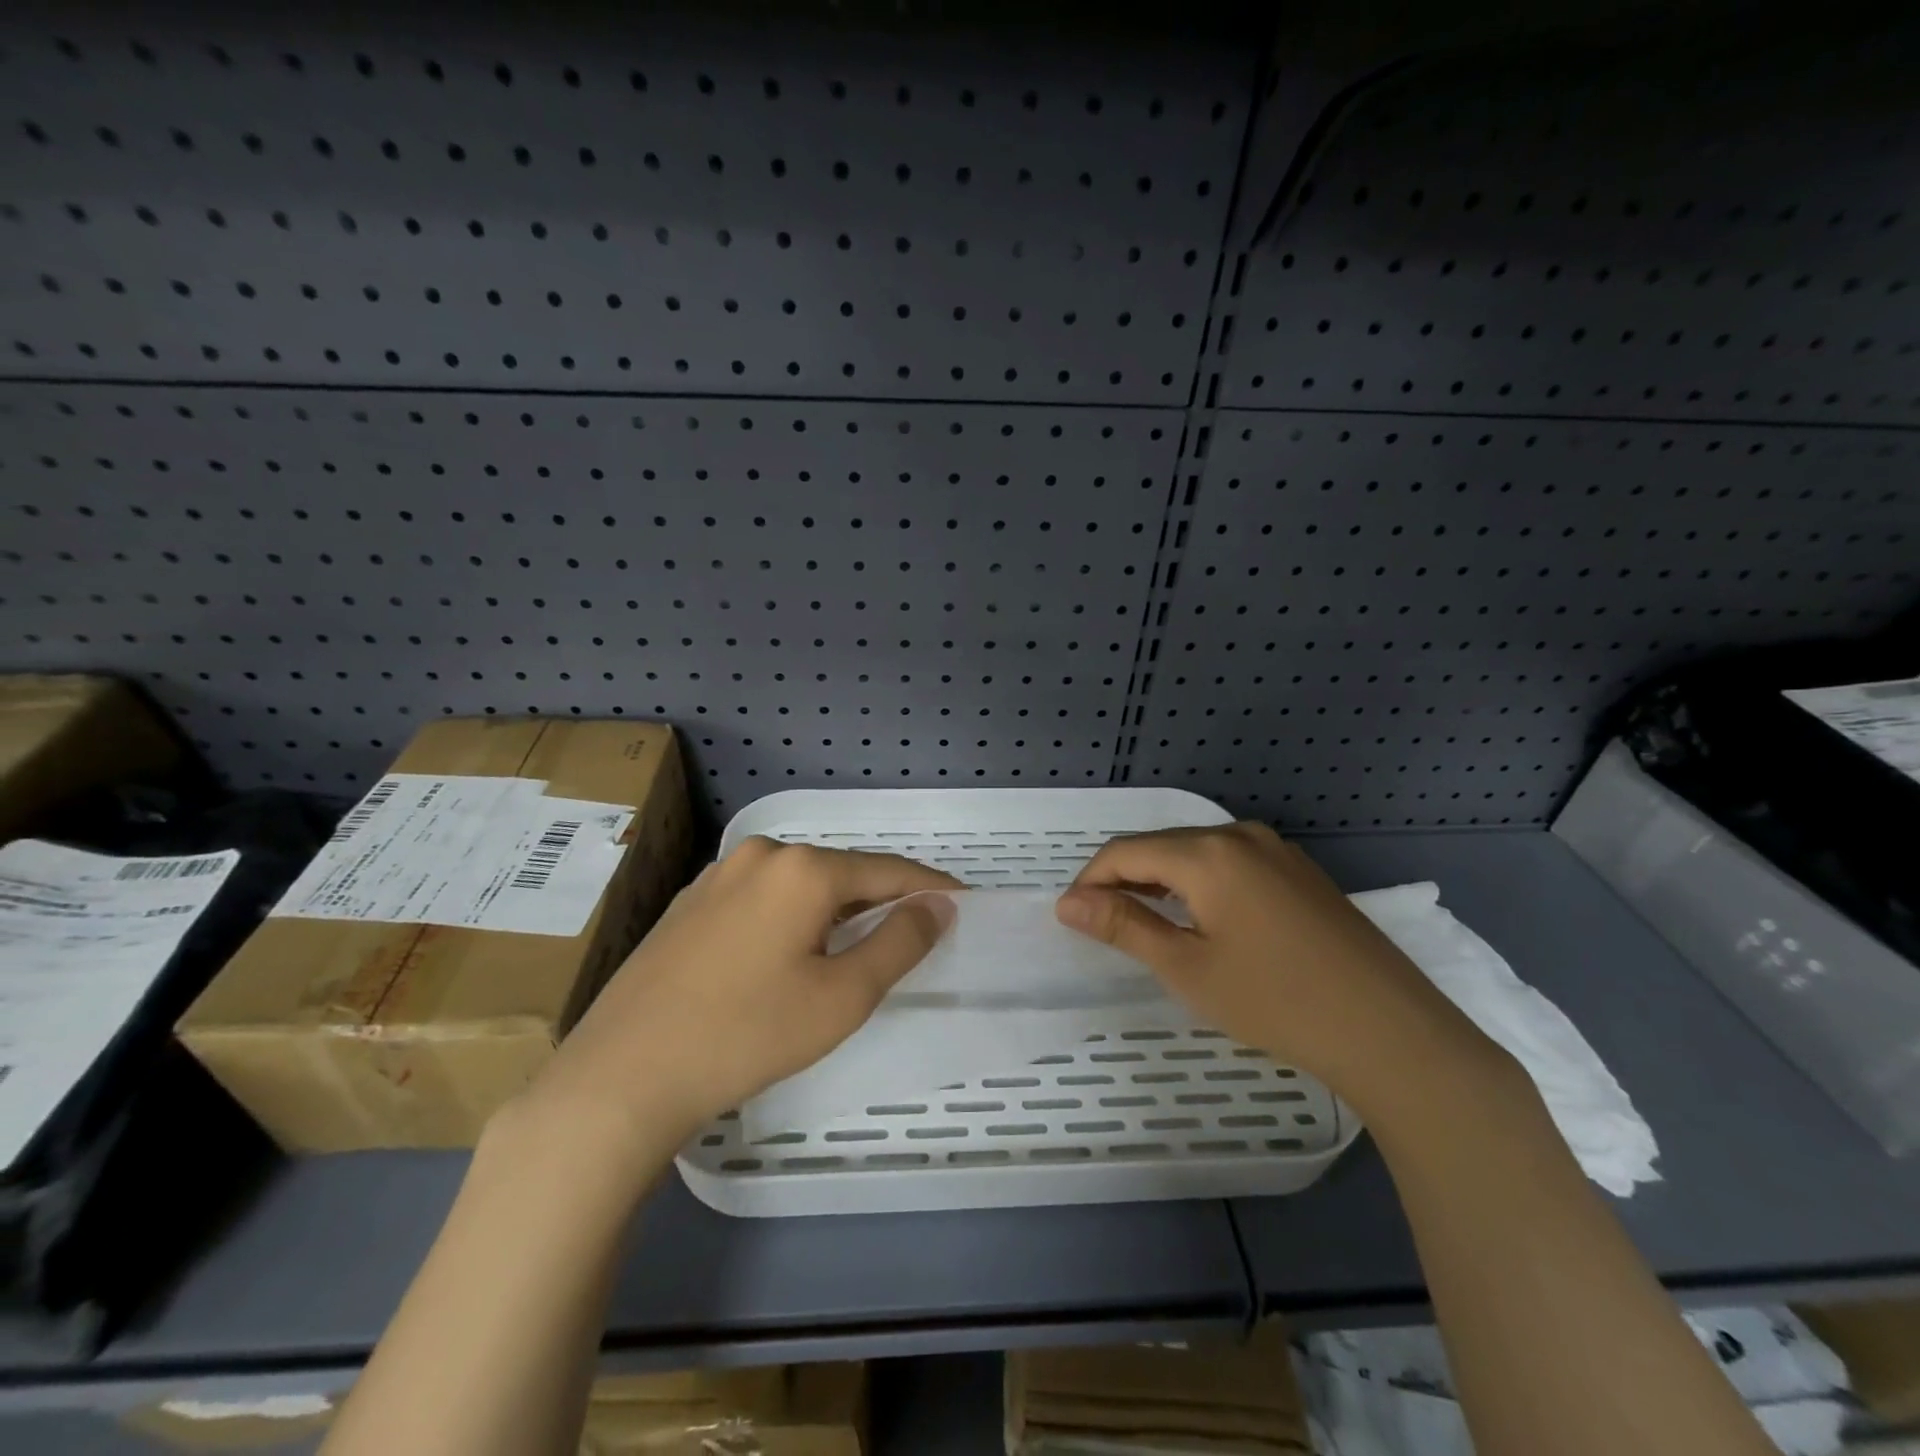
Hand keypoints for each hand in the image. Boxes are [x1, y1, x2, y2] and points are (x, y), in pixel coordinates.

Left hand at [525, 838, 958, 1159]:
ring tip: (857, 945)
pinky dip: (794, 916)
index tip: (962, 903)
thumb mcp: (842, 996)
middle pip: (842, 872)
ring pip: (800, 885)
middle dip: (882, 899)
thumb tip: (938, 905)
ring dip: (837, 909)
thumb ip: (900, 942)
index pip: (887, 870)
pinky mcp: (691, 902)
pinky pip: (763, 897)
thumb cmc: (747, 1035)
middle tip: (912, 933)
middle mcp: (761, 855)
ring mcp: (718, 875)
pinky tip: (792, 952)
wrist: (622, 1076)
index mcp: (803, 868)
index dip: (929, 888)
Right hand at [1054, 823, 1504, 1118]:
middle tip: (1104, 926)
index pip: (1125, 851)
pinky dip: (1200, 884)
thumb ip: (1124, 926)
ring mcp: (1276, 849)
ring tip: (1146, 924)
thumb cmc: (1275, 1000)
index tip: (1072, 918)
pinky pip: (1230, 863)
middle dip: (1124, 879)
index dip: (1090, 881)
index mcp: (1207, 852)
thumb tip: (1068, 903)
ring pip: (1196, 853)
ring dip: (1161, 881)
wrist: (1391, 1031)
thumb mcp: (1187, 967)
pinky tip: (1203, 919)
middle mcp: (1239, 834)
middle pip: (1160, 846)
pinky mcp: (1299, 870)